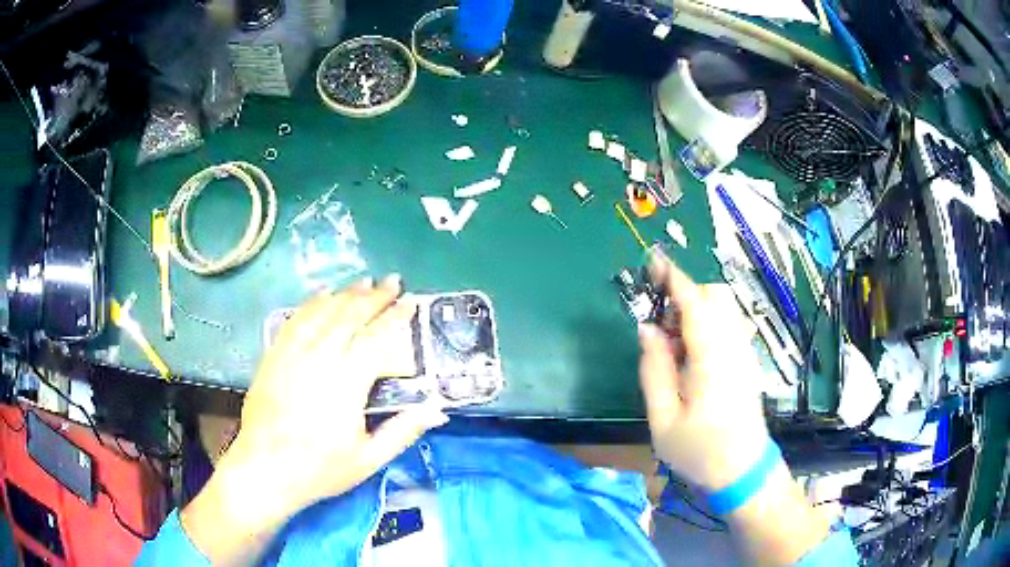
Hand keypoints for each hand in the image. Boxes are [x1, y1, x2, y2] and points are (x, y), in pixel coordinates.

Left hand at [180, 276, 447, 564]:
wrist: (265, 469)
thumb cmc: (320, 469)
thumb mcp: (369, 458)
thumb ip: (403, 430)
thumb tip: (437, 409)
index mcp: (346, 382)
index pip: (376, 338)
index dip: (396, 318)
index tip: (410, 302)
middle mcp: (319, 358)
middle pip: (349, 316)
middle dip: (373, 296)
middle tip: (392, 282)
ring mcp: (292, 353)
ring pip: (322, 312)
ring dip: (345, 295)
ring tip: (363, 283)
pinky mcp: (274, 356)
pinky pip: (295, 320)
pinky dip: (312, 304)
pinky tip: (322, 296)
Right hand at [638, 250, 768, 490]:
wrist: (743, 470)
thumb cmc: (699, 451)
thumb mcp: (663, 420)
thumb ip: (653, 370)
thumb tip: (646, 328)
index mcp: (712, 359)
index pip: (695, 302)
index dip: (674, 277)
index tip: (653, 262)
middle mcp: (734, 346)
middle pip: (715, 295)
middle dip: (685, 295)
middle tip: (661, 328)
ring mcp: (744, 352)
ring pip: (723, 307)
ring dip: (695, 310)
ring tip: (673, 347)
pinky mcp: (747, 359)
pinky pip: (728, 324)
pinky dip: (706, 323)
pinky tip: (692, 357)